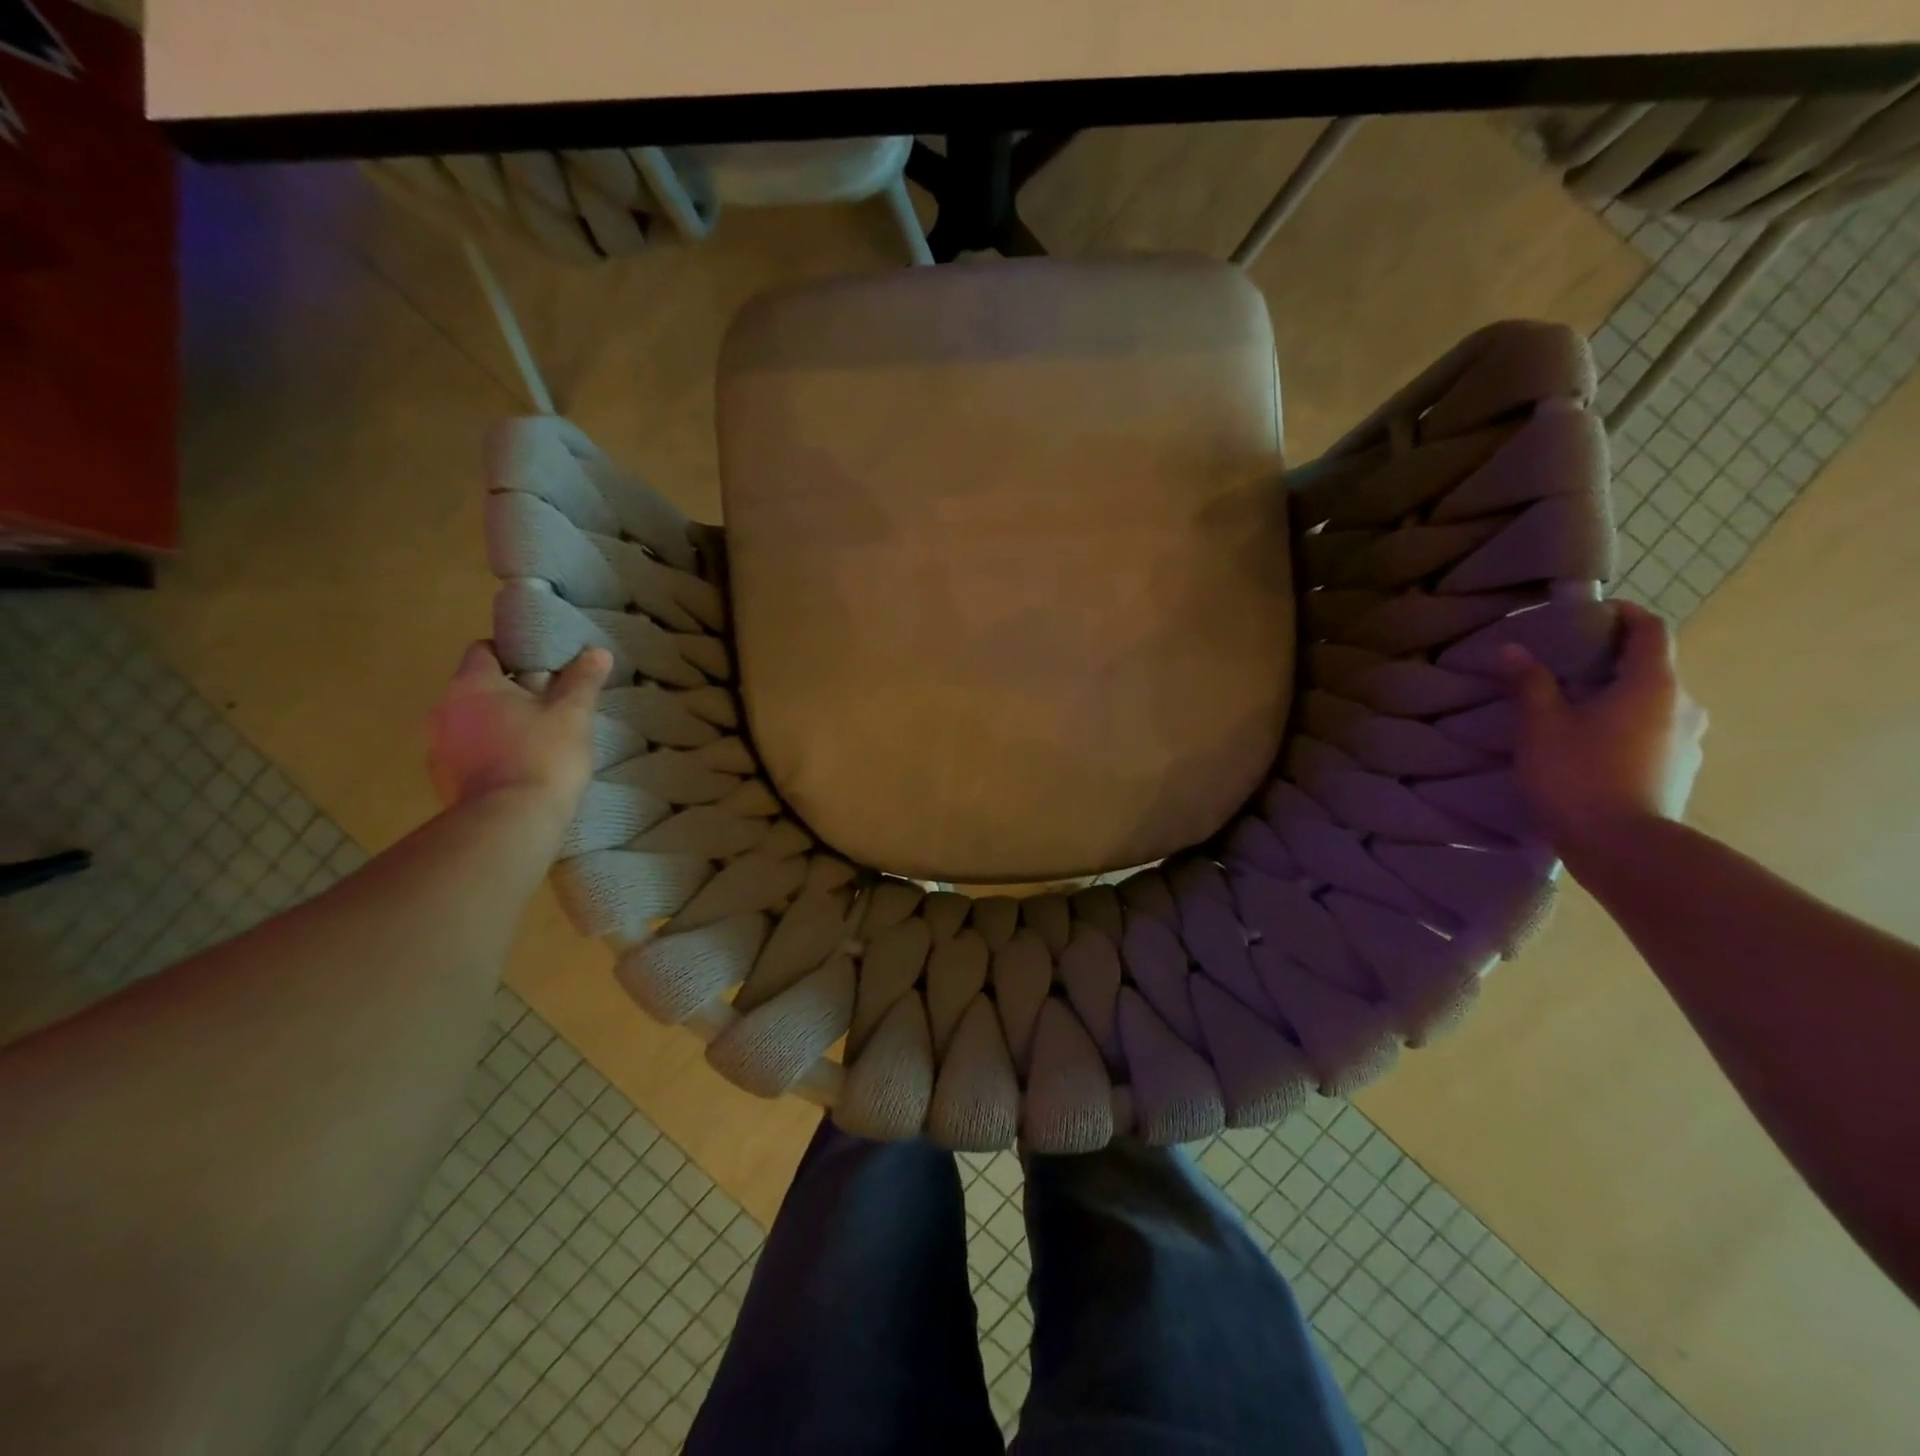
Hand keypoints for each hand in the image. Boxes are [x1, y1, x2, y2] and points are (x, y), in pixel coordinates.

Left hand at [428, 642, 611, 823]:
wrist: (511, 822)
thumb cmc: (543, 756)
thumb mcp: (573, 715)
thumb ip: (583, 681)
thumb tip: (598, 652)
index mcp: (473, 684)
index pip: (484, 650)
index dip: (512, 654)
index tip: (542, 668)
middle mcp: (444, 708)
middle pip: (476, 688)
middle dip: (507, 693)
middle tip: (547, 706)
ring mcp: (437, 747)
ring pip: (469, 723)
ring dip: (494, 726)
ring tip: (532, 741)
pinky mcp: (441, 781)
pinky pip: (465, 756)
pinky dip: (486, 756)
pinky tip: (516, 771)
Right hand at [1503, 602, 1707, 870]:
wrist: (1623, 847)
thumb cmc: (1579, 775)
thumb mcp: (1541, 725)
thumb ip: (1529, 683)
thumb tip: (1513, 649)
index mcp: (1654, 684)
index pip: (1651, 630)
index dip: (1625, 614)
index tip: (1591, 614)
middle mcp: (1684, 706)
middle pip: (1653, 668)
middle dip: (1613, 661)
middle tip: (1568, 667)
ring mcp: (1688, 742)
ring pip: (1654, 704)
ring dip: (1619, 698)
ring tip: (1575, 710)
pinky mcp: (1680, 771)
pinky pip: (1654, 734)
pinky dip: (1626, 728)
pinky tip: (1591, 747)